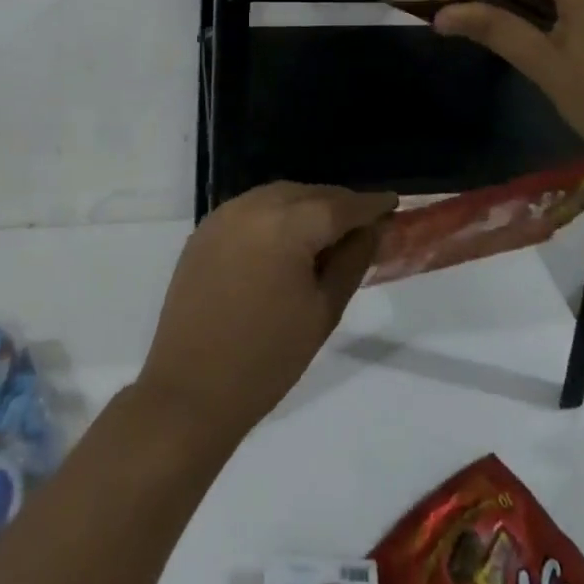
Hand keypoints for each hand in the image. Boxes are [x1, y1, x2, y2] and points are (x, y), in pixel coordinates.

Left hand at [136, 182, 397, 445]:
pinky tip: (287, 239)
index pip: (340, 204)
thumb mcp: (323, 311)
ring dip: (307, 205)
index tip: (392, 202)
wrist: (190, 391)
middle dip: (338, 203)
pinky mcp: (206, 229)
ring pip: (280, 195)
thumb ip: (351, 261)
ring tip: (328, 231)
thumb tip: (371, 229)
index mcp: (288, 224)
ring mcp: (225, 214)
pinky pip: (253, 208)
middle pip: (309, 192)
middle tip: (364, 222)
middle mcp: (255, 206)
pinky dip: (277, 214)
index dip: (370, 203)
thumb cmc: (267, 359)